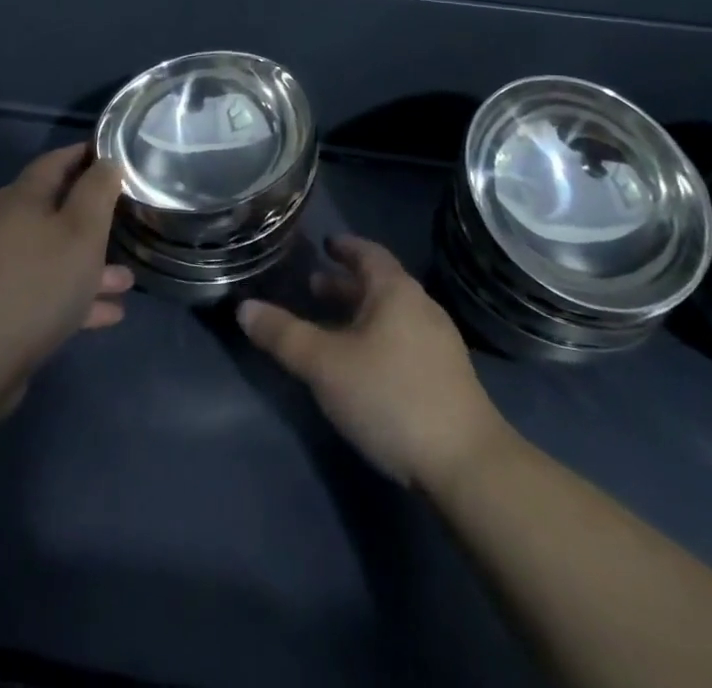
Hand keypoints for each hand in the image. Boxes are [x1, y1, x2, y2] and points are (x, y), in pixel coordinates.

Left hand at [0, 144, 133, 409]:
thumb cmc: (37, 284)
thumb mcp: (81, 232)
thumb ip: (98, 192)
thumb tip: (106, 161)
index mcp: (21, 198)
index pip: (55, 161)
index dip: (85, 155)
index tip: (115, 157)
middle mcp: (4, 225)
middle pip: (53, 209)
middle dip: (91, 216)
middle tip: (123, 218)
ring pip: (52, 254)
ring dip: (88, 264)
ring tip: (126, 280)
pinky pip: (44, 290)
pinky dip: (74, 296)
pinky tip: (107, 314)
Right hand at [238, 234, 514, 490]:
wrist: (467, 465)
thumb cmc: (391, 397)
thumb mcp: (325, 365)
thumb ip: (283, 335)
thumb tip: (244, 308)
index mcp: (396, 292)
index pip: (368, 253)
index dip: (344, 247)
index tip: (325, 245)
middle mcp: (421, 308)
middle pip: (379, 285)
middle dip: (345, 285)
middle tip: (312, 287)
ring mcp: (439, 345)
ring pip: (391, 316)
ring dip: (360, 314)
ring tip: (330, 327)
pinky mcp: (446, 380)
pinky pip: (403, 341)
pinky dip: (376, 339)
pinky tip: (361, 365)